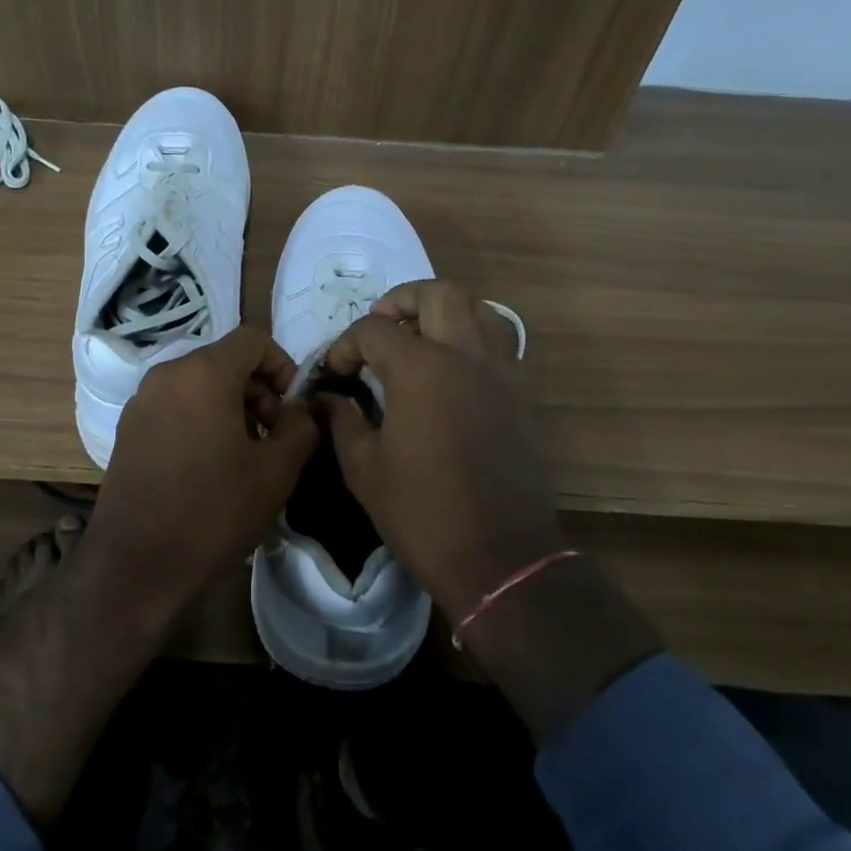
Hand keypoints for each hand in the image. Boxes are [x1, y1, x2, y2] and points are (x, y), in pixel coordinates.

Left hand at [88, 323, 319, 624]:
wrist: (137, 565)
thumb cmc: (214, 511)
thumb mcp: (277, 471)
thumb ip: (300, 427)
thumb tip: (301, 409)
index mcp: (204, 372)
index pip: (253, 339)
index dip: (283, 365)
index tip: (292, 408)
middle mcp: (167, 374)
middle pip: (224, 361)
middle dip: (258, 390)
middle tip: (273, 437)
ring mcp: (141, 401)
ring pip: (199, 384)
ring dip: (231, 406)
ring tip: (244, 455)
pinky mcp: (128, 429)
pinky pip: (175, 406)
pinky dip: (200, 419)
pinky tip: (209, 466)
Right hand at [317, 280, 561, 622]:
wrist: (499, 556)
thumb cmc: (422, 513)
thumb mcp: (364, 469)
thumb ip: (342, 421)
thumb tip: (327, 399)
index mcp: (420, 370)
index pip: (375, 330)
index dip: (346, 344)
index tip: (336, 371)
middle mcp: (465, 357)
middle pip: (438, 293)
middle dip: (401, 300)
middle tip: (381, 327)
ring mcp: (501, 372)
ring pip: (480, 309)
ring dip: (446, 311)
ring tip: (421, 337)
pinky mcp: (522, 395)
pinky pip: (501, 343)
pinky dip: (474, 338)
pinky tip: (453, 371)